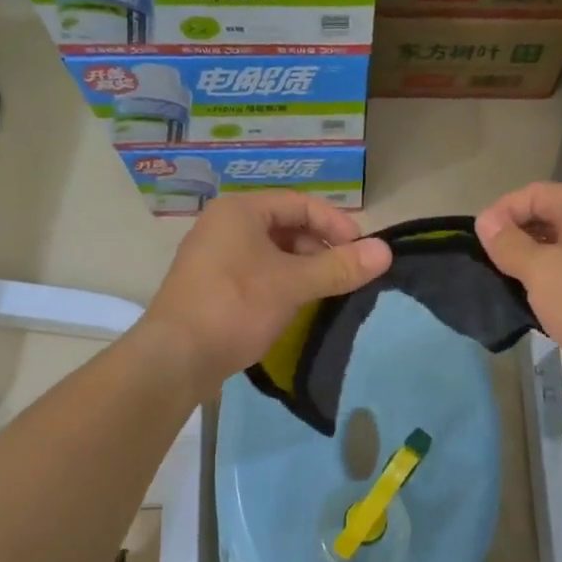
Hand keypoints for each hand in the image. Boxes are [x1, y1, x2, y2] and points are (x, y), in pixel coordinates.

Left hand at [140, 191, 390, 395]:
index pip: (301, 204)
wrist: (175, 357)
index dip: (336, 224)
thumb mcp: (293, 284)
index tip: (362, 252)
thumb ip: (339, 267)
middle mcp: (224, 225)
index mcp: (240, 211)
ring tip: (324, 292)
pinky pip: (256, 273)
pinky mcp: (212, 286)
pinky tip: (295, 306)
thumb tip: (386, 252)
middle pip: (286, 226)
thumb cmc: (235, 307)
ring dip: (302, 268)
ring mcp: (214, 257)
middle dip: (319, 248)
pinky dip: (281, 283)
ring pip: (271, 252)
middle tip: (345, 275)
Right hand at [475, 182, 561, 405]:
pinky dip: (544, 283)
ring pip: (554, 249)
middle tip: (487, 264)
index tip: (478, 242)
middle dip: (512, 236)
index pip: (533, 193)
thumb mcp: (541, 270)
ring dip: (526, 262)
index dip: (502, 210)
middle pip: (544, 218)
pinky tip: (528, 303)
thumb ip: (509, 244)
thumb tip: (485, 221)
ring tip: (502, 285)